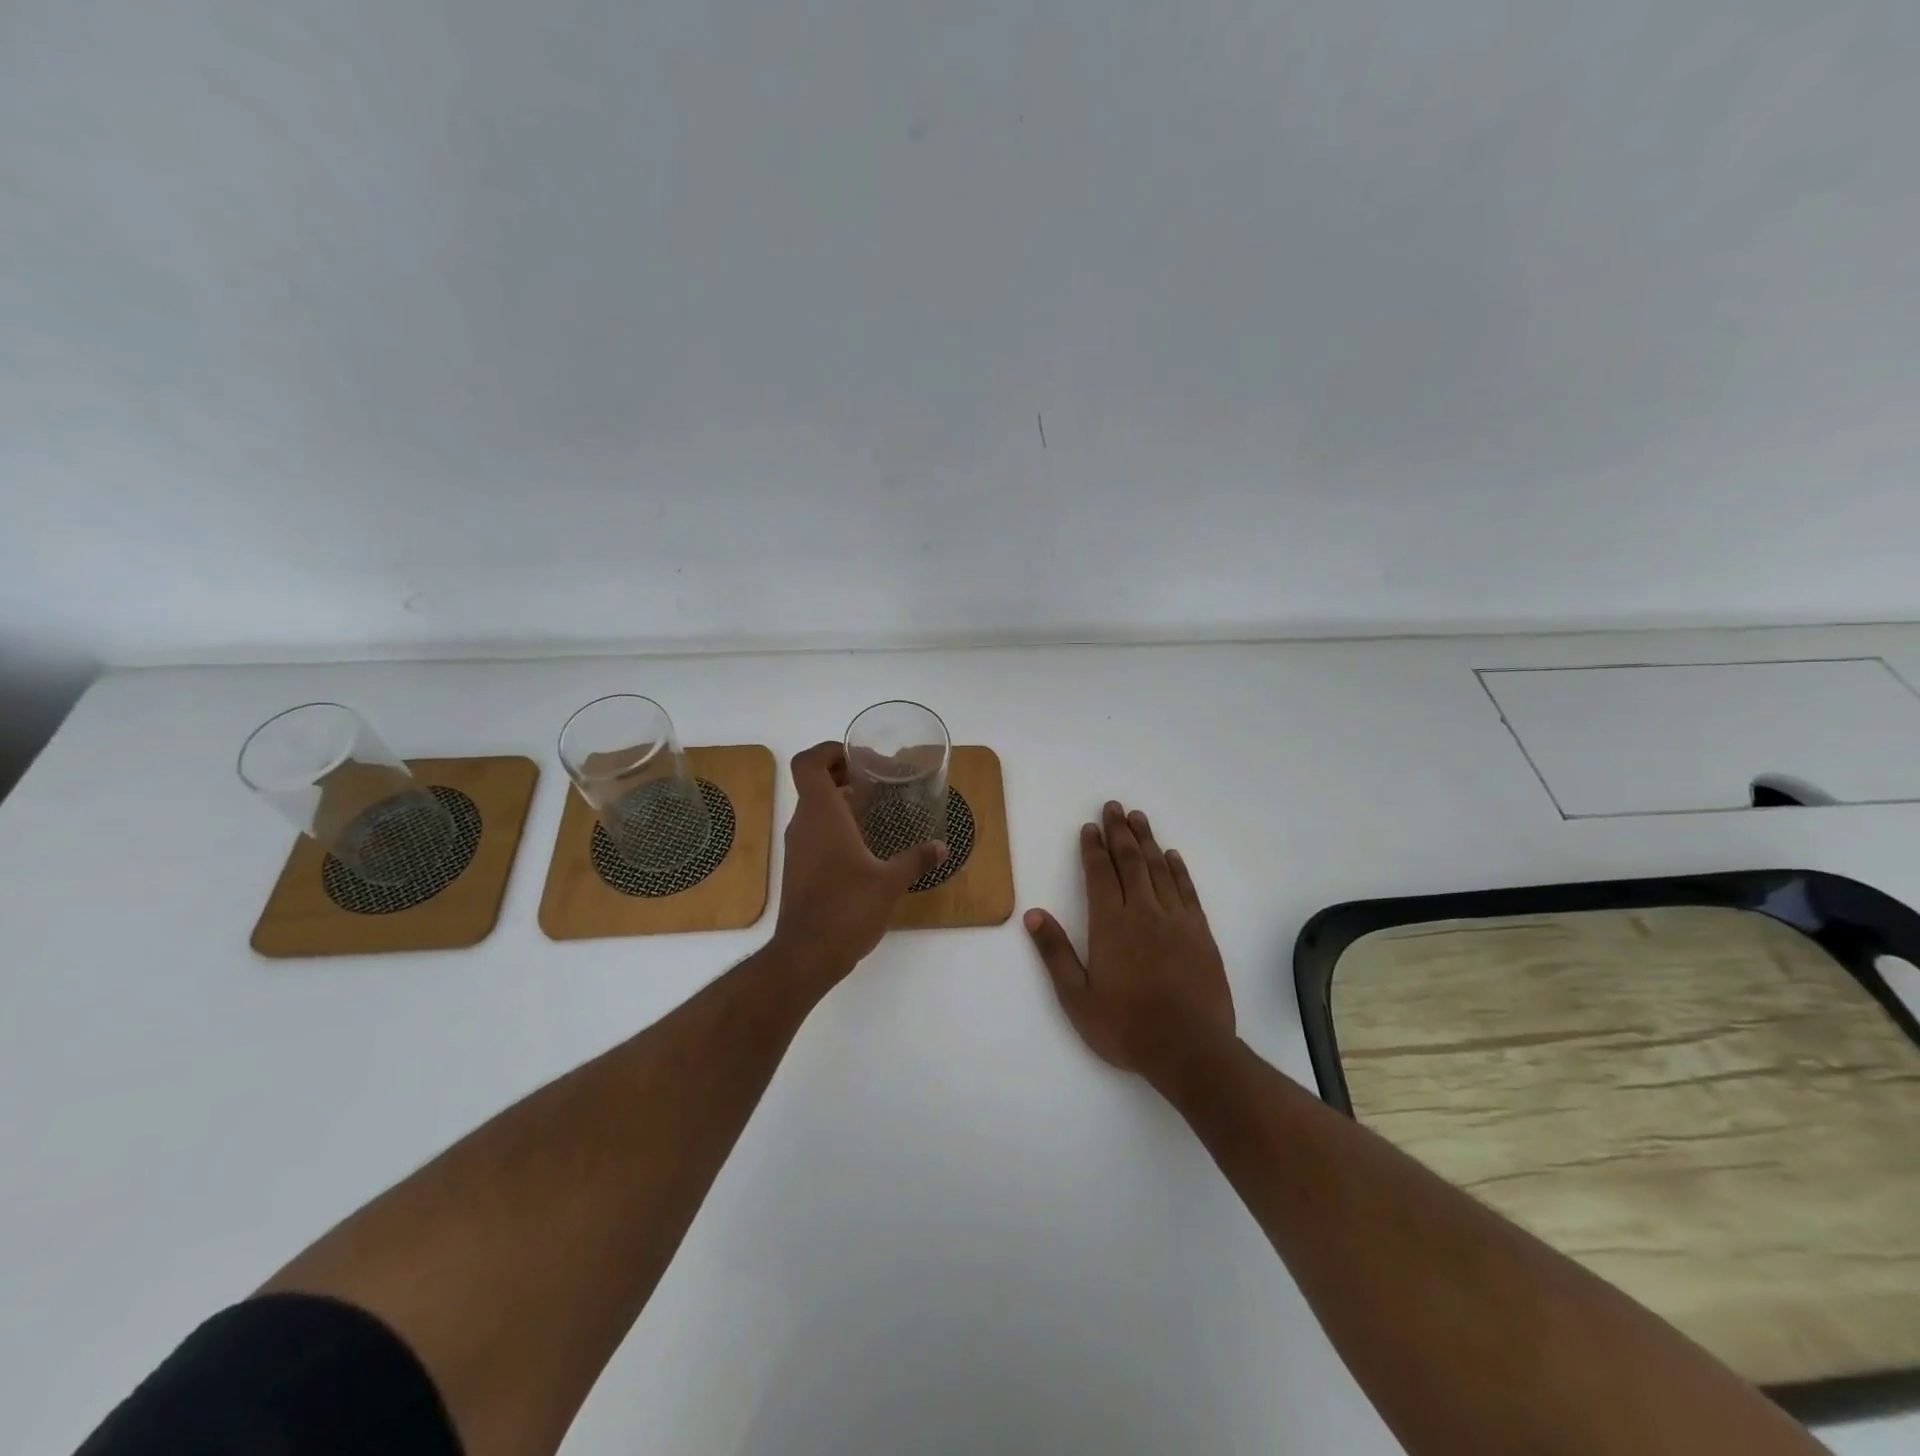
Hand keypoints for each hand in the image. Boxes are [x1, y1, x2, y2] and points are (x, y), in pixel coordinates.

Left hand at [771, 742, 945, 984]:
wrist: (806, 956)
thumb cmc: (847, 909)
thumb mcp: (890, 882)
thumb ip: (916, 859)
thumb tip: (941, 847)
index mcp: (822, 815)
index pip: (809, 764)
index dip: (829, 750)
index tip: (860, 757)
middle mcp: (804, 824)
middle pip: (814, 783)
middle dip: (844, 774)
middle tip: (878, 780)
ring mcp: (798, 847)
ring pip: (815, 808)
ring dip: (841, 800)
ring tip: (876, 807)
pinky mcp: (799, 868)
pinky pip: (815, 831)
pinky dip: (836, 824)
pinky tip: (864, 842)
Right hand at [1025, 801, 1234, 1075]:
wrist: (1190, 1049)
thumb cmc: (1126, 1026)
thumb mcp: (1077, 997)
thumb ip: (1055, 953)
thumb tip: (1033, 915)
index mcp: (1111, 924)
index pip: (1100, 874)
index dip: (1093, 848)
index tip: (1090, 827)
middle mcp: (1144, 911)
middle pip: (1130, 860)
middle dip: (1119, 831)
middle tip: (1114, 807)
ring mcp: (1176, 920)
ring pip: (1159, 868)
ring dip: (1147, 840)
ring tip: (1138, 818)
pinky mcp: (1200, 933)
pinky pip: (1186, 890)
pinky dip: (1177, 869)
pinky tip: (1171, 856)